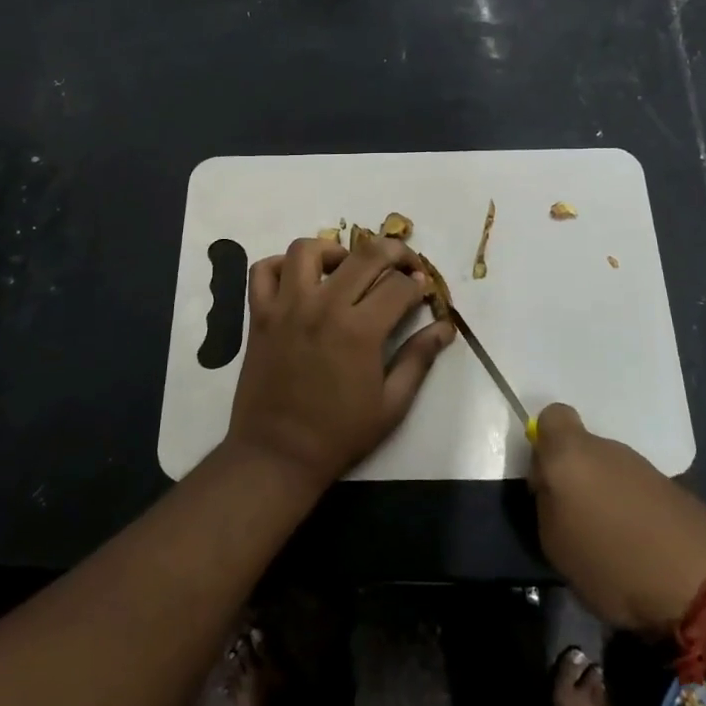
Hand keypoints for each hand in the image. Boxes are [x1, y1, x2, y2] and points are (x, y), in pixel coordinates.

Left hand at [226, 235, 455, 488]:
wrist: (278, 455)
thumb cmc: (339, 434)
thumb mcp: (391, 404)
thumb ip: (419, 358)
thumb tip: (445, 327)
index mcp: (360, 330)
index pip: (399, 285)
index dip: (418, 284)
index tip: (423, 292)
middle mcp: (323, 307)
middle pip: (365, 254)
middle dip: (394, 252)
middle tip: (403, 265)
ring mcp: (286, 307)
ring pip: (307, 249)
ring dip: (333, 251)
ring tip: (346, 268)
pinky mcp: (259, 315)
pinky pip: (263, 271)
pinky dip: (280, 265)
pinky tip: (300, 280)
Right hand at [529, 403, 705, 633]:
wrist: (702, 582)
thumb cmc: (612, 562)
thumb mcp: (555, 544)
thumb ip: (546, 504)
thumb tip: (552, 489)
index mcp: (570, 453)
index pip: (551, 416)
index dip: (544, 444)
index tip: (545, 482)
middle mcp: (605, 447)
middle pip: (580, 448)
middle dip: (575, 477)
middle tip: (574, 521)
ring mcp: (642, 466)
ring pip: (609, 470)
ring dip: (605, 496)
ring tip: (608, 543)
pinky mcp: (672, 488)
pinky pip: (636, 491)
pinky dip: (632, 512)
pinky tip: (637, 548)